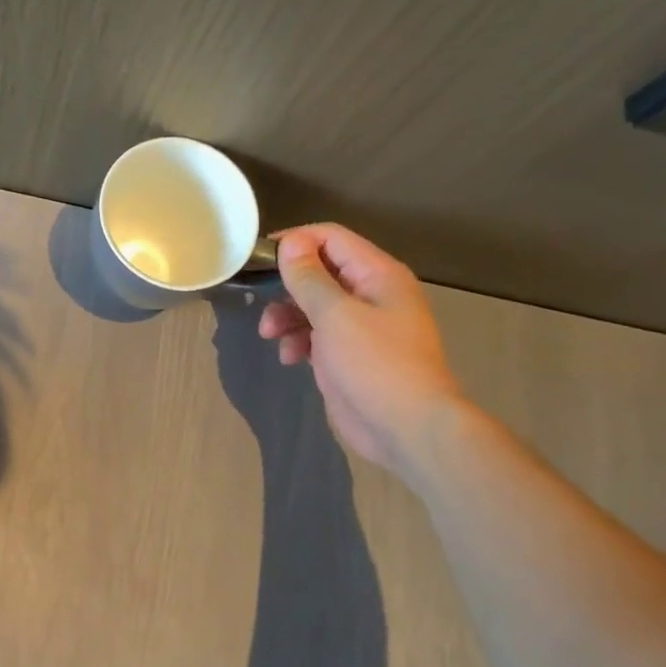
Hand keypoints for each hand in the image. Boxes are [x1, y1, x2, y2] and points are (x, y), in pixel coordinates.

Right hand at [257, 225, 465, 470]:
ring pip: (313, 306)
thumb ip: (309, 278)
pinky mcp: (348, 355)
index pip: (331, 238)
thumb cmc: (374, 364)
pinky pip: (316, 335)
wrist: (406, 428)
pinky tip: (290, 358)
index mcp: (377, 274)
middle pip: (319, 272)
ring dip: (287, 316)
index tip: (259, 257)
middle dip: (287, 286)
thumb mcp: (335, 315)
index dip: (295, 242)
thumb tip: (291, 243)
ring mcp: (360, 326)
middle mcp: (371, 294)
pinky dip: (298, 341)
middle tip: (261, 301)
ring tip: (270, 335)